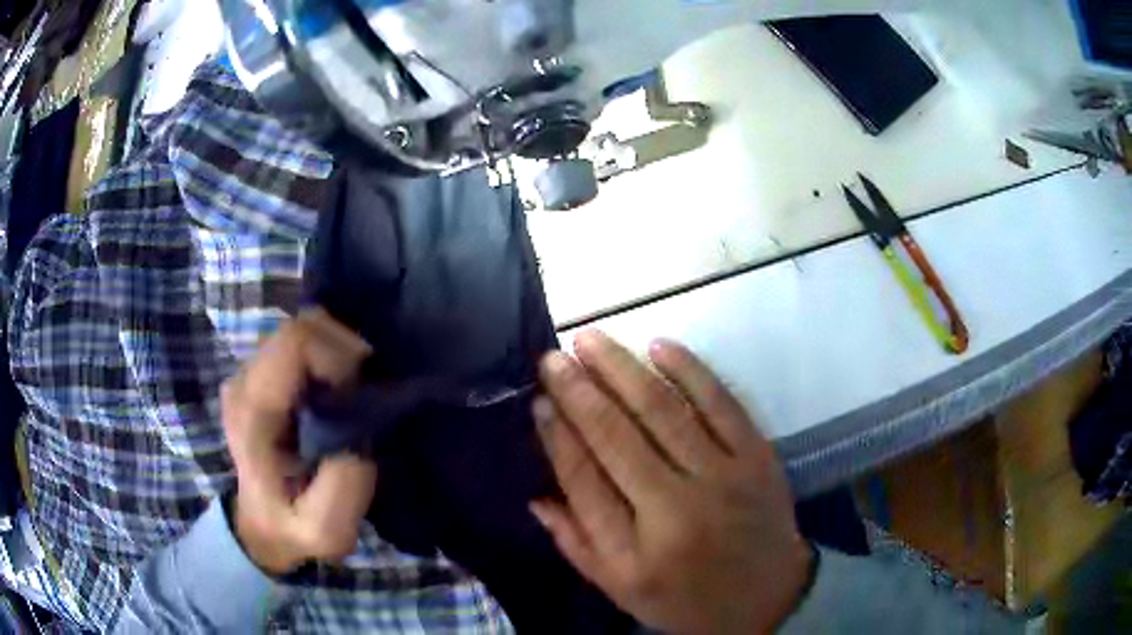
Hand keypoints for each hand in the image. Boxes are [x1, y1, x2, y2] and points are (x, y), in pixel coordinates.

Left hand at [221, 309, 376, 574]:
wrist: (263, 525)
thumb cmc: (293, 528)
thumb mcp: (327, 530)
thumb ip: (345, 485)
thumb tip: (360, 430)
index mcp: (253, 413)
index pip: (297, 342)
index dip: (340, 358)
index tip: (358, 400)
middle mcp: (243, 381)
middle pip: (302, 327)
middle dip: (344, 353)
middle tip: (361, 397)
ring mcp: (248, 372)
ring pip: (303, 329)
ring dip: (337, 354)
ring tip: (348, 397)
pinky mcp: (259, 373)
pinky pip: (300, 342)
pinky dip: (327, 356)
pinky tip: (333, 392)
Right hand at [532, 331, 811, 633]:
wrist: (769, 597)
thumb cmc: (687, 599)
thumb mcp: (622, 590)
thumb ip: (577, 544)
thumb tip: (535, 496)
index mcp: (637, 552)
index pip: (584, 481)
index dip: (557, 437)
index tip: (538, 401)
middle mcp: (678, 510)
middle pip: (618, 438)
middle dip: (579, 392)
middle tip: (553, 358)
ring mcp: (724, 476)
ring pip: (664, 411)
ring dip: (623, 369)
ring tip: (590, 340)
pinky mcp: (757, 455)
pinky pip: (721, 403)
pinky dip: (690, 370)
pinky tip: (659, 346)